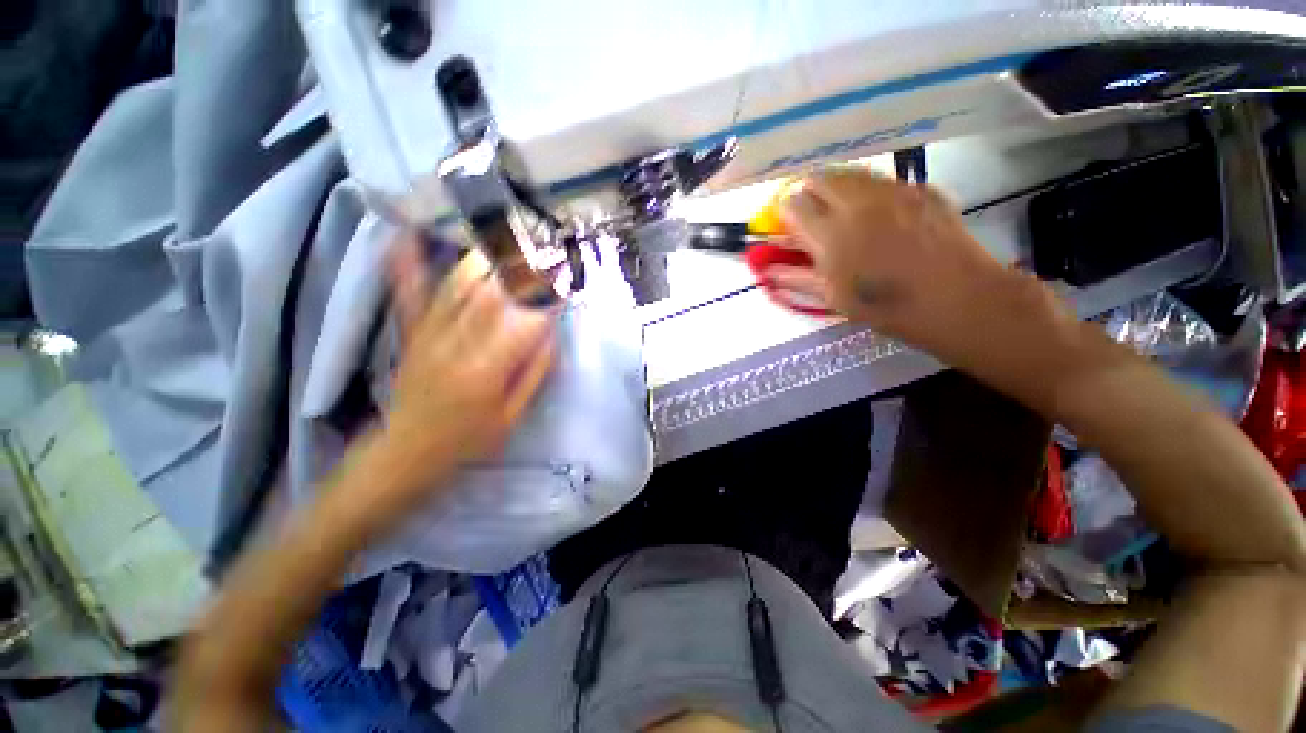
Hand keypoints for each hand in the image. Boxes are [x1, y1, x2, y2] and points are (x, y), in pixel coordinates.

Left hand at [381, 232, 555, 489]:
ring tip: (511, 243)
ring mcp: (429, 333)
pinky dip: (409, 262)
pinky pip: (408, 292)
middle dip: (524, 269)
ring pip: (459, 284)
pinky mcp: (412, 331)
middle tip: (546, 253)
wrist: (408, 449)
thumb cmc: (468, 438)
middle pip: (493, 292)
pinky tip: (413, 235)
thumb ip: (534, 374)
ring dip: (489, 259)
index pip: (525, 322)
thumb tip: (551, 335)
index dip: (549, 301)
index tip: (567, 287)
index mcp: (487, 370)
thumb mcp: (512, 416)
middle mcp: (457, 343)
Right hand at [774, 168, 1068, 371]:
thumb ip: (797, 278)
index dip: (786, 213)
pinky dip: (869, 192)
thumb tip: (770, 271)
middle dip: (808, 191)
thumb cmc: (885, 306)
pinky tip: (878, 214)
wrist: (956, 298)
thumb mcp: (833, 298)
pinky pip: (883, 181)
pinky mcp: (919, 188)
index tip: (788, 224)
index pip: (793, 206)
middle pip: (820, 178)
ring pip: (851, 173)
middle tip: (812, 212)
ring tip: (841, 209)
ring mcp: (892, 191)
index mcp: (830, 235)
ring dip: (837, 187)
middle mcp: (857, 203)